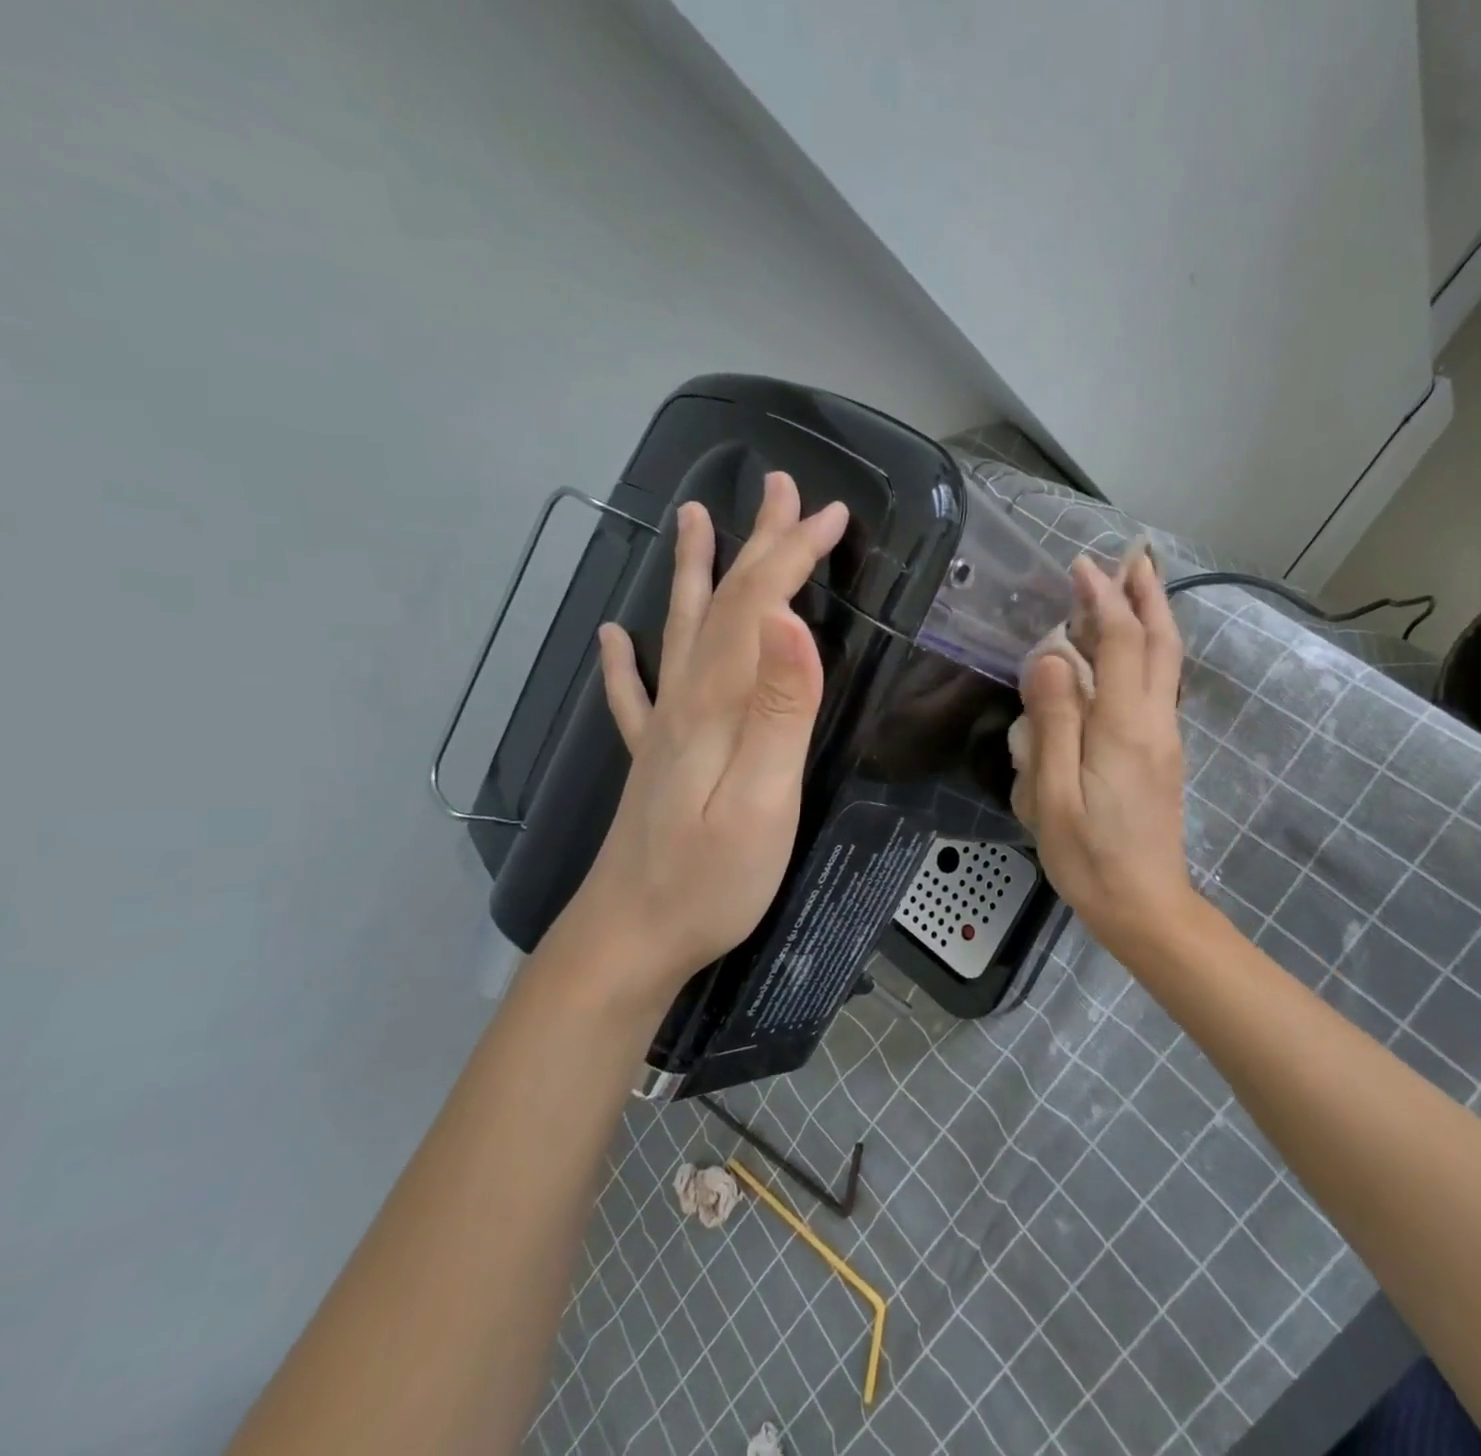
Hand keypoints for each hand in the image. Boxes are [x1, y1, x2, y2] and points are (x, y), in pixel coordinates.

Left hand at [558, 472, 847, 991]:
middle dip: (759, 543)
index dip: (794, 554)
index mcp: (718, 703)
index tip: (832, 514)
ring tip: (692, 520)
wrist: (629, 939)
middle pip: (726, 604)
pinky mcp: (653, 759)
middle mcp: (685, 700)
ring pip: (682, 631)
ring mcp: (663, 728)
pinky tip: (611, 637)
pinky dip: (624, 660)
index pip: (761, 606)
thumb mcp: (763, 798)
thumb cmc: (710, 879)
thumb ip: (781, 709)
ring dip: (696, 573)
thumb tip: (793, 620)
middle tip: (781, 489)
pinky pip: (634, 694)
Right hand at [1011, 551, 1197, 955]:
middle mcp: (1155, 721)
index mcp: (1126, 726)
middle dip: (1147, 594)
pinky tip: (1128, 651)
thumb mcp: (1053, 796)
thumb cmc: (1090, 856)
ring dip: (1152, 618)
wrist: (1145, 906)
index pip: (1121, 642)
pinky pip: (1159, 685)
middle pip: (1160, 643)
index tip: (1080, 566)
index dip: (1103, 599)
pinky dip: (1148, 651)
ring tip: (1134, 586)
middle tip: (1133, 556)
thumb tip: (1051, 658)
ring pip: (1166, 663)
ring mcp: (1165, 737)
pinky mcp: (1162, 754)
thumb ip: (1054, 723)